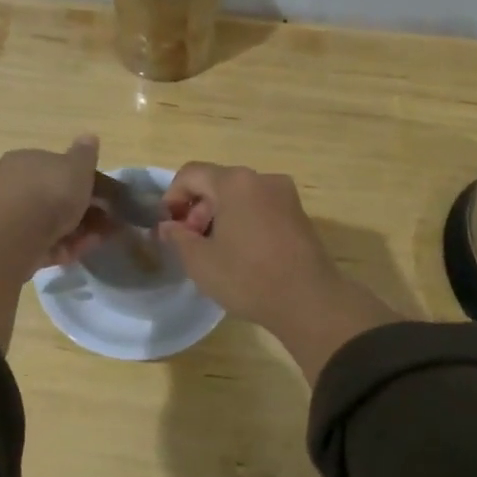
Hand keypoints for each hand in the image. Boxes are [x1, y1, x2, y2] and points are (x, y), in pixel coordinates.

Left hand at [0, 136, 117, 268]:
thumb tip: (89, 136)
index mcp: (25, 160)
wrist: (12, 235)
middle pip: (52, 197)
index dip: (82, 181)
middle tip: (106, 223)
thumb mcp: (76, 167)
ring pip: (48, 223)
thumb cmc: (49, 192)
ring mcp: (6, 216)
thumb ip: (85, 154)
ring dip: (75, 231)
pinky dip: (60, 248)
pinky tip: (76, 254)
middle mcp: (10, 184)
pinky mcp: (6, 245)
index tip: (104, 197)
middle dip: (81, 210)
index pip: (56, 167)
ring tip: (97, 241)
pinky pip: (39, 243)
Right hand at [157, 163, 339, 326]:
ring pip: (240, 196)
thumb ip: (177, 237)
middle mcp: (262, 179)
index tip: (168, 226)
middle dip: (197, 208)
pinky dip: (243, 220)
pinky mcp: (299, 214)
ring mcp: (285, 195)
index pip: (191, 174)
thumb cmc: (248, 277)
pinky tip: (241, 252)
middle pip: (217, 182)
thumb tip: (167, 226)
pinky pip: (260, 207)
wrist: (310, 302)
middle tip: (190, 242)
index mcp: (235, 183)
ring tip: (214, 249)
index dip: (172, 196)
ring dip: (220, 215)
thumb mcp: (200, 261)